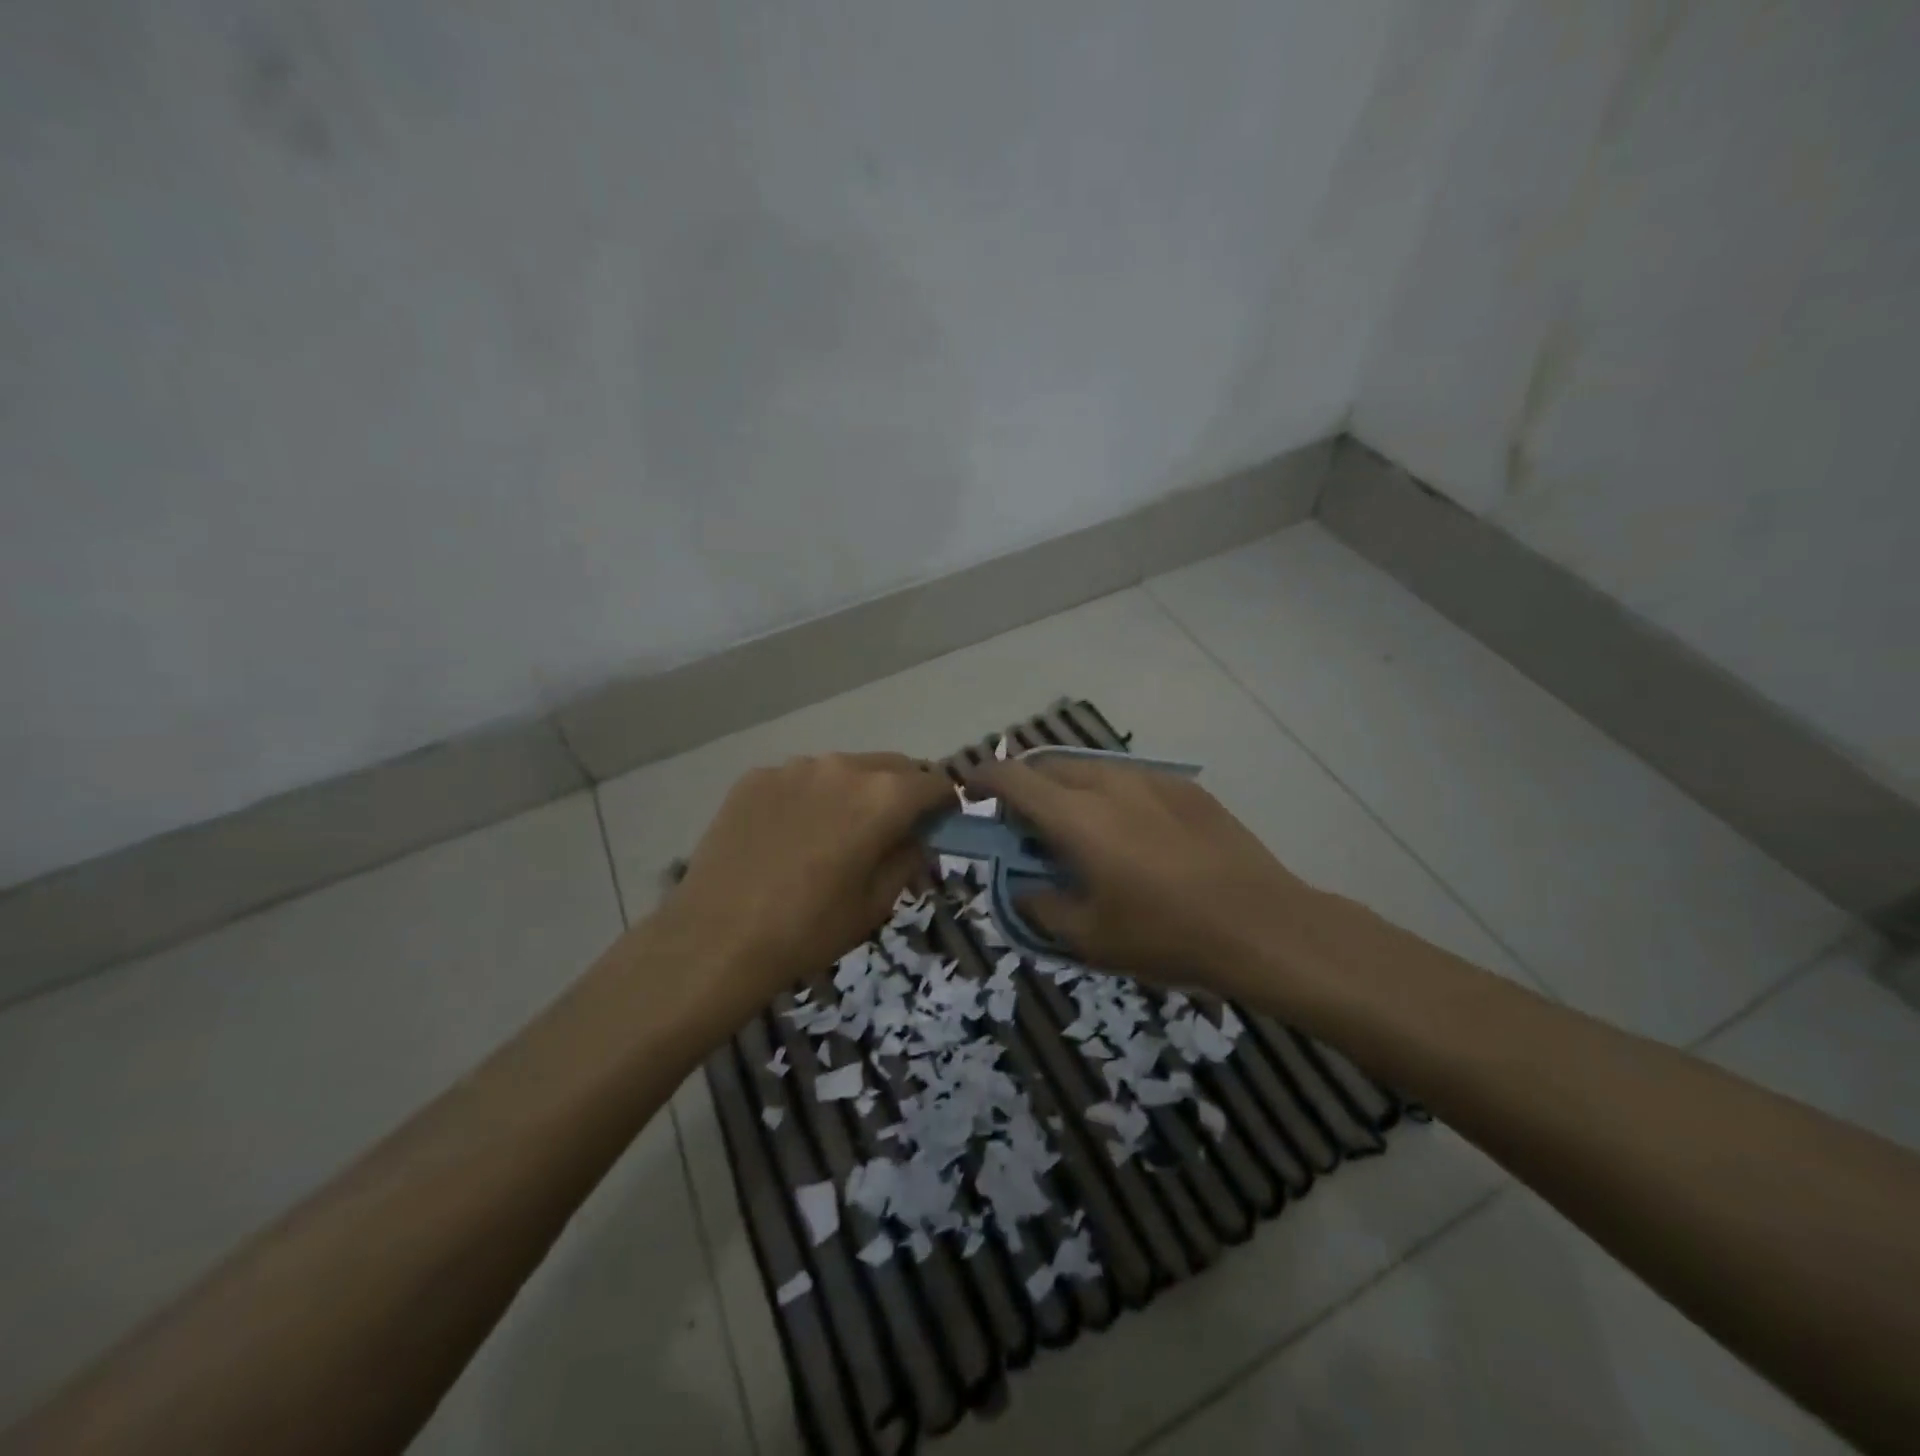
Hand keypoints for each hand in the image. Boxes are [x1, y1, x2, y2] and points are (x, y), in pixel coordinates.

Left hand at [643, 753, 953, 1024]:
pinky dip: (810, 797)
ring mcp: (794, 767)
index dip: (945, 803)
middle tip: (893, 827)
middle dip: (904, 791)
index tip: (941, 823)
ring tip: (835, 831)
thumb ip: (907, 858)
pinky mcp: (756, 776)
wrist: (717, 938)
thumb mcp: (876, 903)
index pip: (934, 782)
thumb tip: (915, 837)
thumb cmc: (809, 929)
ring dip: (855, 791)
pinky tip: (790, 834)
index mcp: (883, 797)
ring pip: (844, 769)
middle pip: (892, 766)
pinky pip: (800, 779)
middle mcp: (842, 767)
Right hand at [973, 755, 1322, 1000]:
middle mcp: (1109, 783)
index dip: (982, 778)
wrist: (1261, 924)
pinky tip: (1132, 835)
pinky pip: (1129, 780)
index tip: (969, 790)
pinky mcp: (1185, 788)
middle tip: (1028, 827)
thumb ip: (1041, 905)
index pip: (1013, 778)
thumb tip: (1024, 885)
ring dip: (1068, 790)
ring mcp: (1152, 779)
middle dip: (1026, 788)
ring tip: (1080, 830)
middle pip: (1049, 767)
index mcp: (1077, 817)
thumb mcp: (1089, 937)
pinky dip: (1109, 796)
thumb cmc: (1166, 934)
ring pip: (1090, 769)